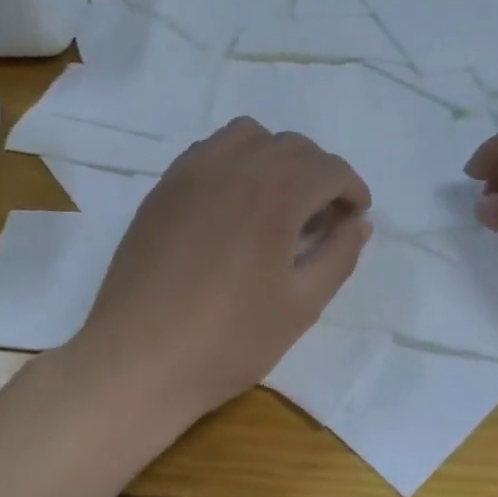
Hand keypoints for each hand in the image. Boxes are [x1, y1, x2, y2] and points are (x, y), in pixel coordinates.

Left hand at [72, 118, 371, 422]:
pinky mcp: (163, 187)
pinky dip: (235, 161)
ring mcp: (192, 172)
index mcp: (275, 192)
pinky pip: (210, 150)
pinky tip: (234, 204)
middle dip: (319, 174)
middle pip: (293, 146)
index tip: (354, 219)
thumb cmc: (229, 339)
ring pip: (249, 136)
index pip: (330, 168)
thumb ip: (339, 255)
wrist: (138, 360)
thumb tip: (359, 223)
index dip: (353, 190)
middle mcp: (234, 165)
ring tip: (278, 201)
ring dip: (276, 158)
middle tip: (323, 218)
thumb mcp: (302, 305)